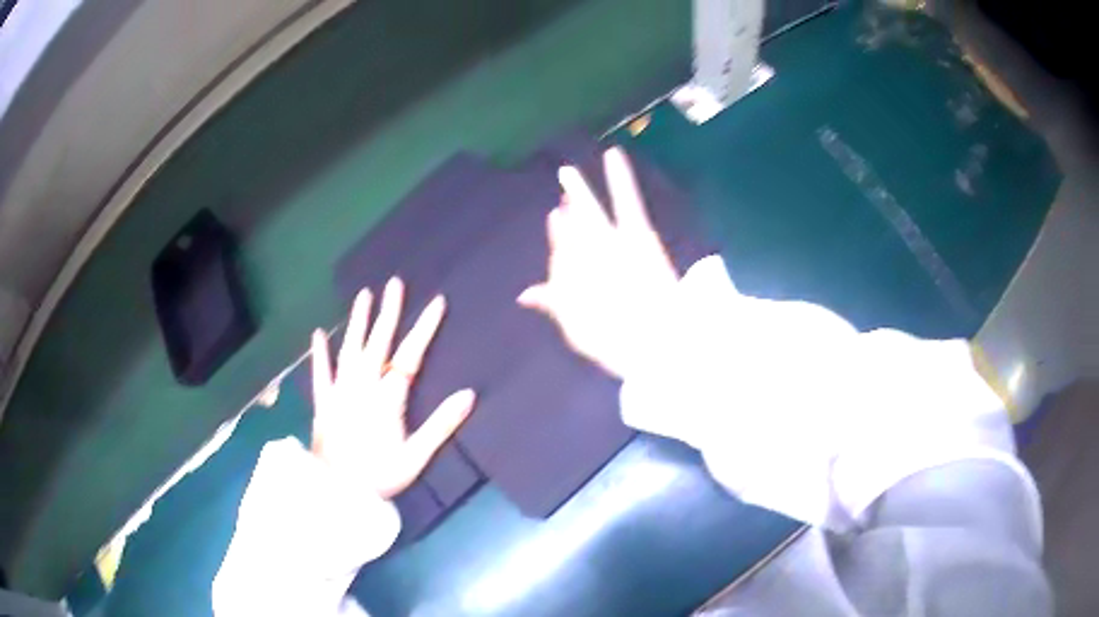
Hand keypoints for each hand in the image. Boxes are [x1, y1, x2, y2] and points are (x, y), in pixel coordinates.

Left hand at [310, 278, 474, 499]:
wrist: (336, 491)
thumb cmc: (380, 475)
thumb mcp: (416, 456)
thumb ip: (441, 425)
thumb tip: (469, 394)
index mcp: (387, 399)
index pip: (410, 356)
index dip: (424, 328)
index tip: (436, 302)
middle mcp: (362, 388)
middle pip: (378, 344)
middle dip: (388, 313)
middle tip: (394, 283)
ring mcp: (339, 393)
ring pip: (350, 350)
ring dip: (357, 322)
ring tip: (363, 295)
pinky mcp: (322, 403)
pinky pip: (320, 373)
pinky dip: (320, 353)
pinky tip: (319, 333)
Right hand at [518, 147, 678, 378]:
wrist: (653, 341)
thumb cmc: (617, 344)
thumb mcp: (578, 330)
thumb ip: (553, 303)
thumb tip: (524, 293)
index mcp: (567, 278)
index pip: (558, 254)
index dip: (558, 239)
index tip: (556, 225)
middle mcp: (580, 255)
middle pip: (568, 230)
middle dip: (563, 217)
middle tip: (559, 204)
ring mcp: (607, 241)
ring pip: (587, 212)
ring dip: (577, 193)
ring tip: (567, 174)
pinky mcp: (635, 234)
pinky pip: (626, 201)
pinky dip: (620, 176)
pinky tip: (613, 154)